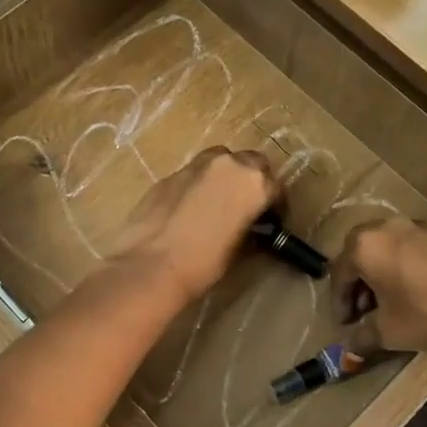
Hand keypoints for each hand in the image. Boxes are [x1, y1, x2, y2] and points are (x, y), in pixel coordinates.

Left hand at [108, 148, 279, 309]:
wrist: (150, 266)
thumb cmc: (204, 264)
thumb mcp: (239, 249)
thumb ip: (249, 229)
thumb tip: (251, 228)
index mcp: (253, 183)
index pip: (275, 187)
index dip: (275, 205)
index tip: (271, 221)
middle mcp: (227, 165)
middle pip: (251, 162)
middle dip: (252, 180)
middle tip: (247, 205)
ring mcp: (195, 166)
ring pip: (219, 160)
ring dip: (224, 176)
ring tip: (218, 202)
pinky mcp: (168, 175)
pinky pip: (192, 175)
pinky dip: (197, 185)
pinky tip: (190, 209)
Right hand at [331, 218, 426, 355]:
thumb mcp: (390, 333)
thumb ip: (363, 337)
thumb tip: (350, 347)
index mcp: (368, 245)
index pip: (340, 272)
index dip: (340, 302)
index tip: (346, 324)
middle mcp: (394, 226)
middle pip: (368, 251)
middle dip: (364, 281)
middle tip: (370, 309)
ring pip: (401, 246)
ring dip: (394, 269)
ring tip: (404, 299)